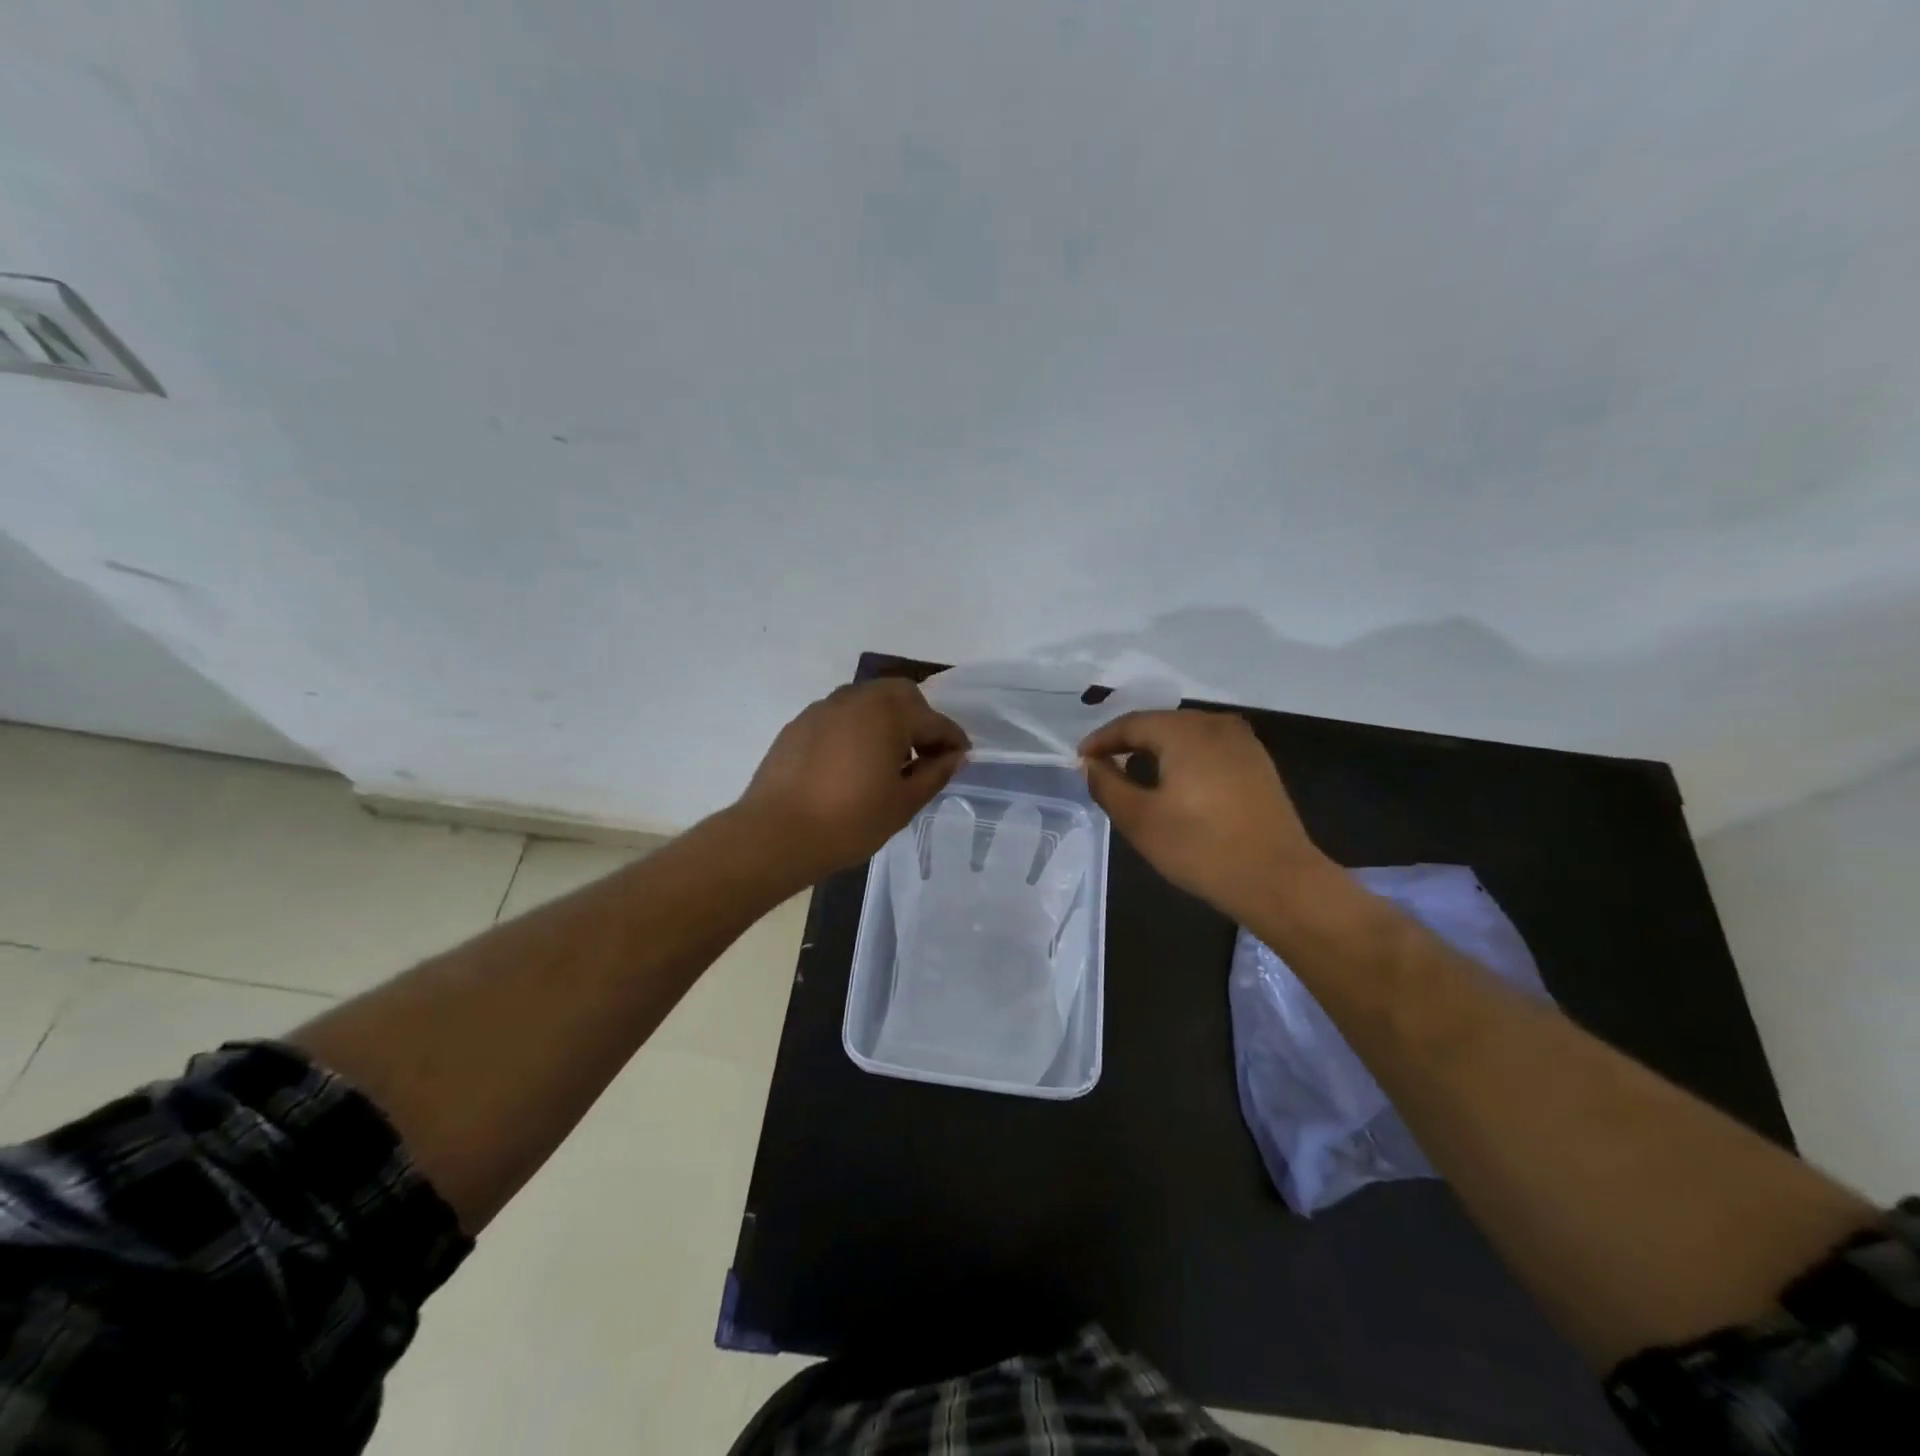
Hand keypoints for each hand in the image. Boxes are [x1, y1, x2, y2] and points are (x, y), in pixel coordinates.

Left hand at [740, 679, 968, 881]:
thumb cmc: (850, 821)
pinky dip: (856, 730)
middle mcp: (857, 698)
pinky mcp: (799, 724)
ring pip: (868, 701)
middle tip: (923, 755)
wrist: (776, 834)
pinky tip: (852, 763)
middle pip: (900, 695)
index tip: (960, 759)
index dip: (952, 741)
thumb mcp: (904, 803)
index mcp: (888, 712)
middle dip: (919, 720)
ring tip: (887, 760)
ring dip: (887, 721)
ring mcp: (823, 708)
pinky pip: (840, 717)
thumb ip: (935, 773)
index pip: (933, 721)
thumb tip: (955, 756)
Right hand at [1079, 710, 1333, 924]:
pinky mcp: (1258, 763)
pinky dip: (1184, 758)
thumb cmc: (1201, 849)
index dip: (1101, 740)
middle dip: (1128, 742)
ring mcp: (1243, 742)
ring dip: (1156, 749)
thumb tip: (1089, 764)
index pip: (1131, 723)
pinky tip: (1175, 782)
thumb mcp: (1140, 820)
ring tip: (1134, 773)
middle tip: (1102, 766)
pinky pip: (1208, 748)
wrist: (1279, 881)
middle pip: (1160, 724)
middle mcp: (1215, 725)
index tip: (1080, 759)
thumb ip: (1107, 785)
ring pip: (1186, 735)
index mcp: (1185, 731)